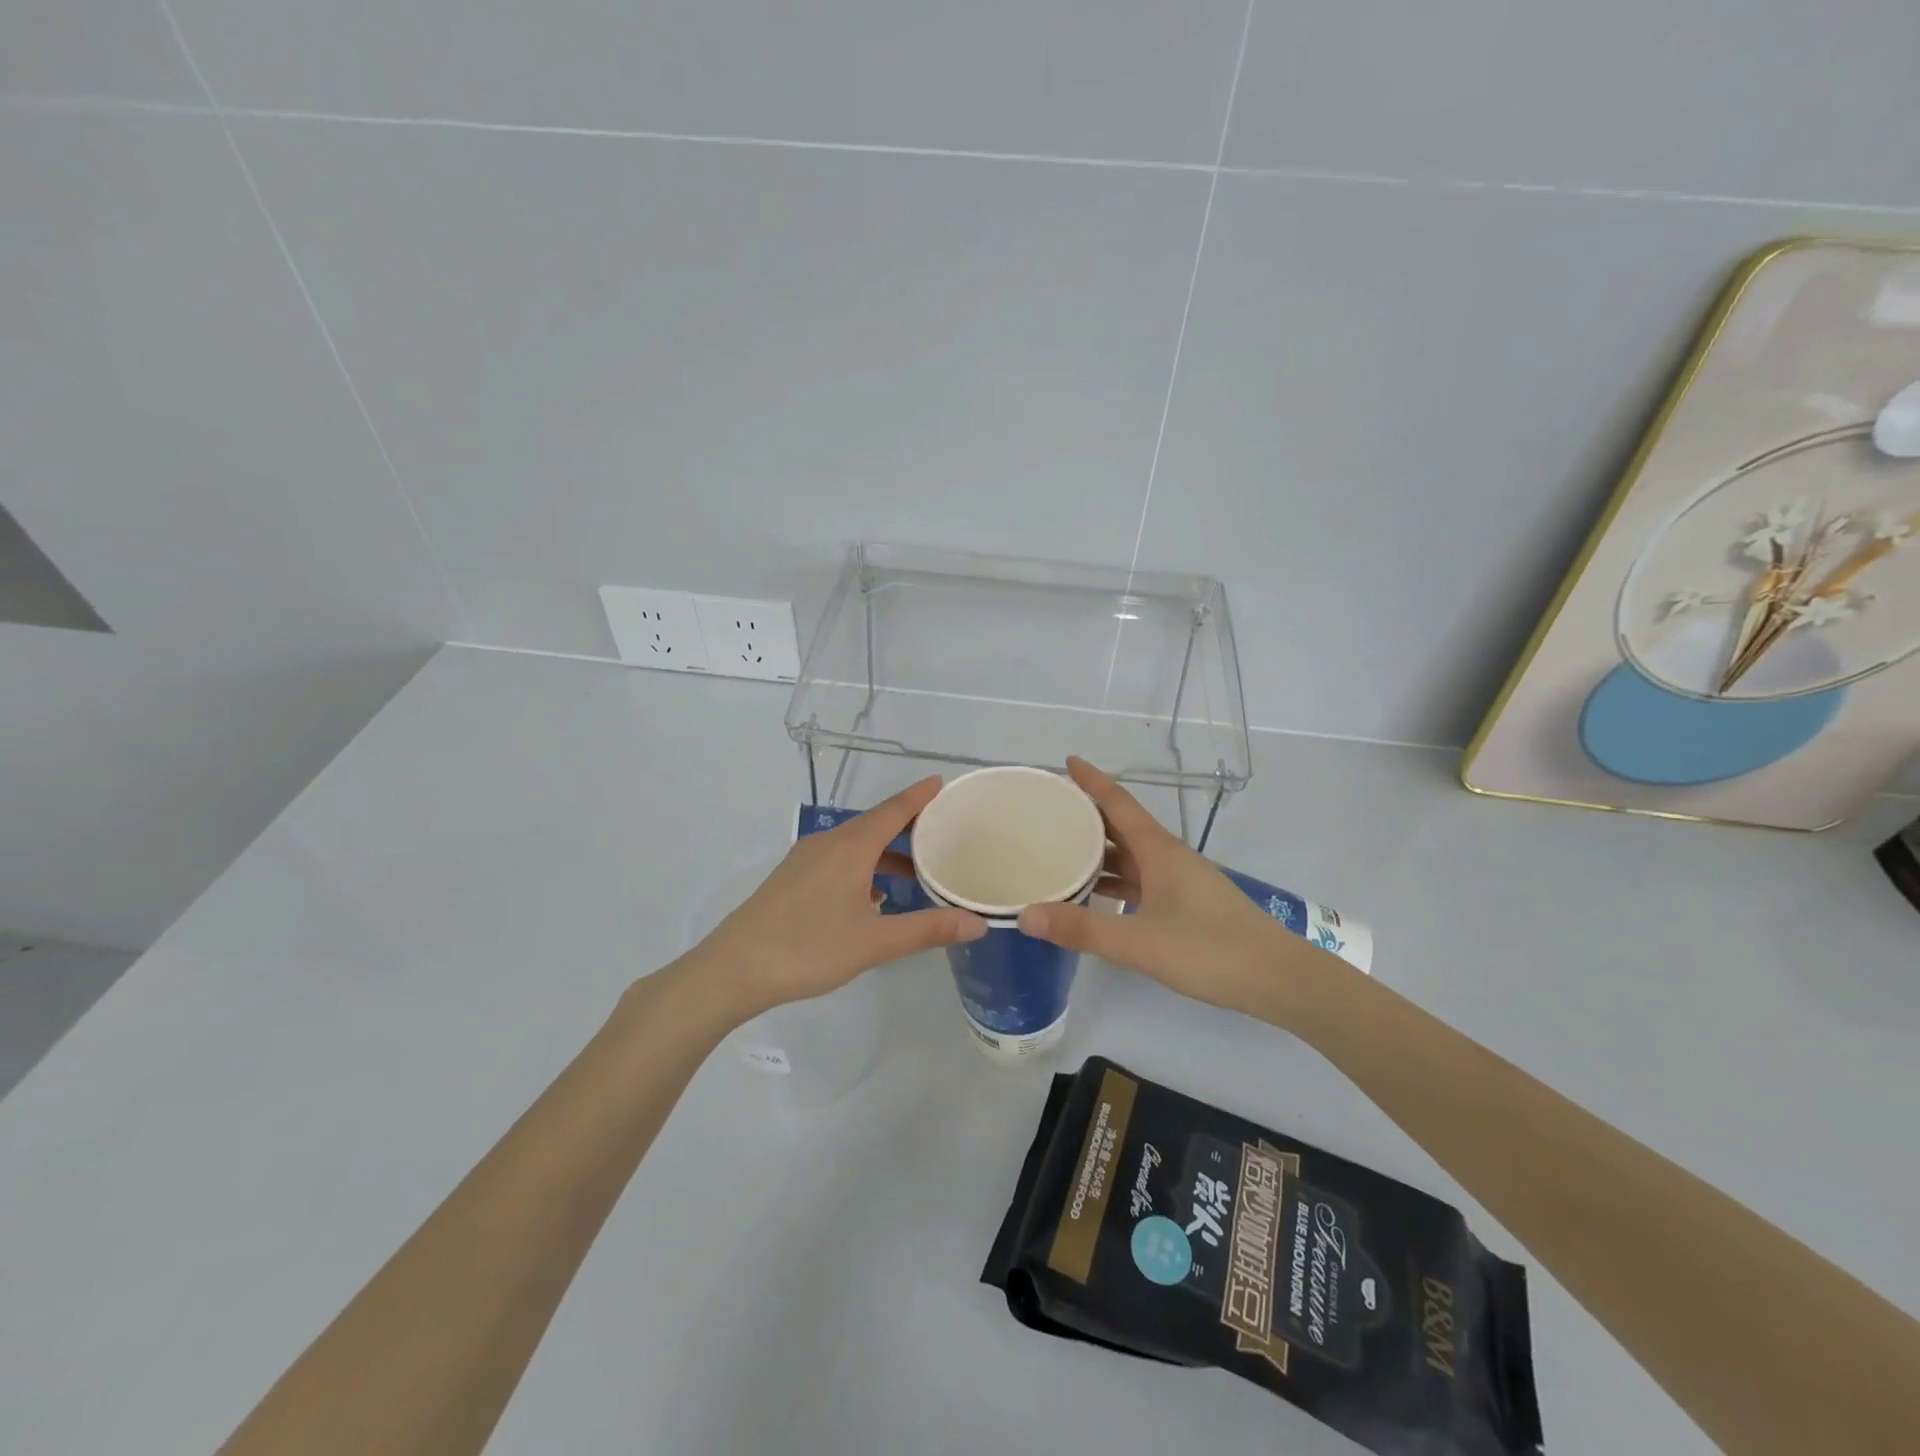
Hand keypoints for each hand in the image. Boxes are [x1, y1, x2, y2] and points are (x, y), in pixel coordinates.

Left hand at [687, 777, 985, 1020]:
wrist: (734, 968)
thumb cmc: (808, 949)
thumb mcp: (874, 942)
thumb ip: (927, 929)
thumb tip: (977, 923)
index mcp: (850, 848)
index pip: (893, 811)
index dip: (919, 796)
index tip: (941, 783)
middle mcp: (828, 843)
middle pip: (875, 824)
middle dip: (908, 825)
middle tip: (942, 831)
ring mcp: (806, 860)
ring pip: (855, 845)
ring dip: (886, 852)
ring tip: (916, 871)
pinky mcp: (792, 879)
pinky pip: (838, 860)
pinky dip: (864, 867)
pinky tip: (873, 896)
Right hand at [1018, 758, 1315, 1012]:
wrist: (1278, 979)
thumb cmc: (1209, 950)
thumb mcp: (1139, 942)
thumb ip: (1082, 929)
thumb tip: (1025, 915)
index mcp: (1158, 851)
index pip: (1118, 803)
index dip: (1093, 780)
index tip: (1067, 761)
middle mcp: (1168, 857)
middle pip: (1121, 827)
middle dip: (1087, 815)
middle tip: (1049, 811)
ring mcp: (1180, 882)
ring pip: (1131, 856)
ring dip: (1099, 852)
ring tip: (1061, 851)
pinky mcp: (1187, 906)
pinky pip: (1141, 881)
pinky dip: (1115, 882)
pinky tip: (1096, 896)